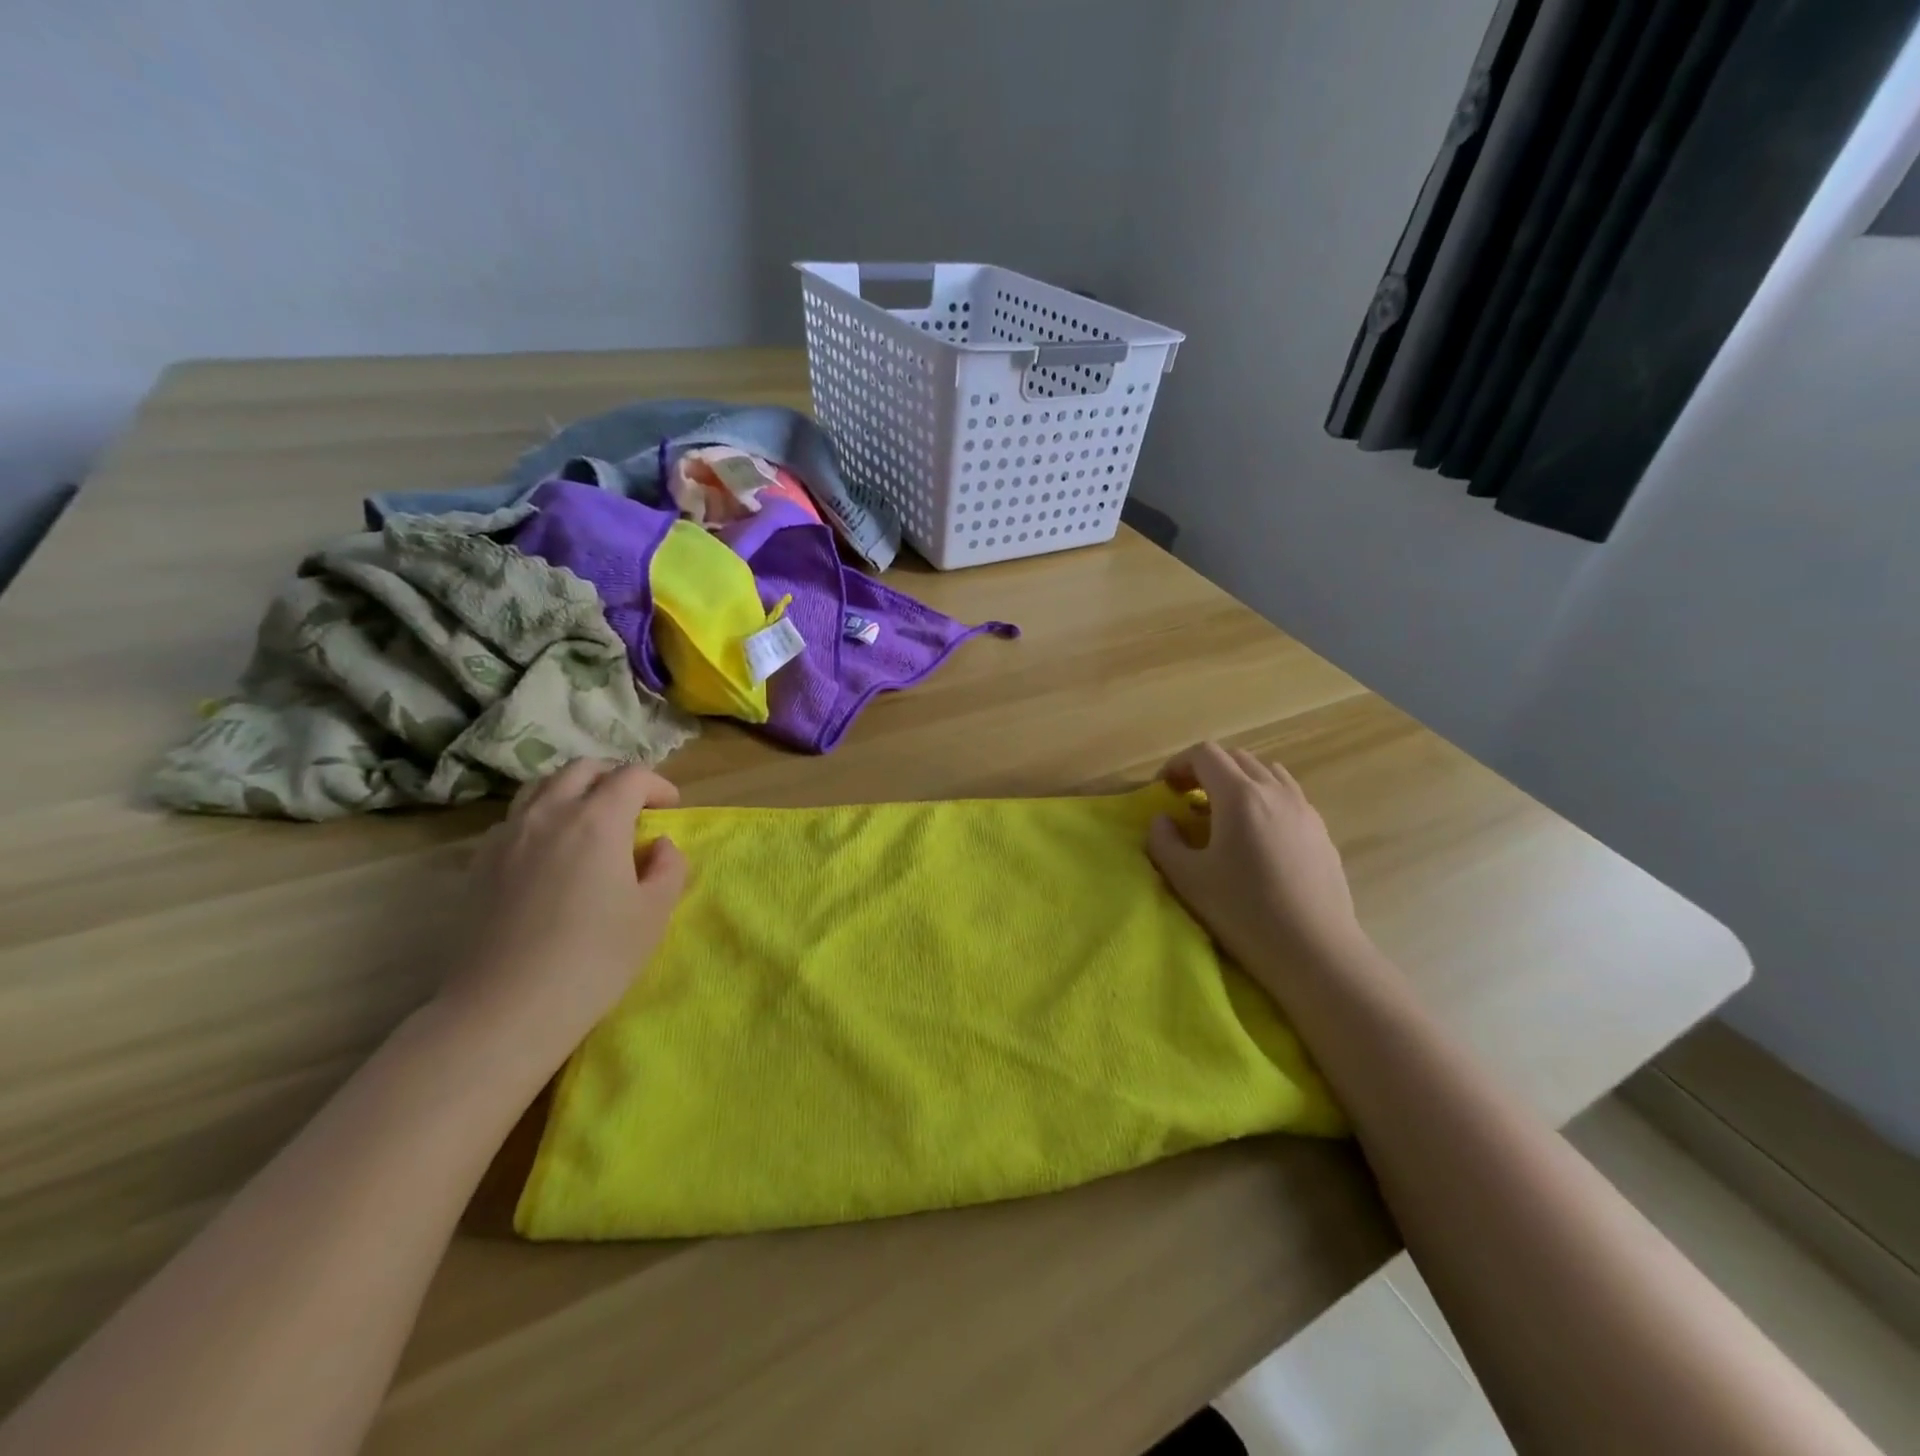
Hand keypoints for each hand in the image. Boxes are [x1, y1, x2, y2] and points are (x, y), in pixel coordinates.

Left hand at [438, 760, 686, 1077]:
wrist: (506, 1008)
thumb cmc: (595, 959)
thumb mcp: (654, 914)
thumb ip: (669, 867)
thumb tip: (658, 845)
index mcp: (598, 820)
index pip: (632, 775)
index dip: (658, 785)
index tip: (670, 809)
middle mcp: (550, 813)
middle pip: (583, 769)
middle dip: (615, 779)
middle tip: (633, 808)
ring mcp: (508, 834)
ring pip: (543, 786)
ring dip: (574, 791)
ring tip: (590, 821)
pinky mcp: (480, 861)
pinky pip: (516, 817)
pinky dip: (542, 816)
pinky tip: (550, 851)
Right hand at [1148, 743, 1369, 991]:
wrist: (1315, 951)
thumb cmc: (1244, 912)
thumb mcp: (1187, 879)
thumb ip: (1164, 841)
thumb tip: (1163, 820)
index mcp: (1239, 796)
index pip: (1205, 754)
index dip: (1178, 764)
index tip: (1164, 791)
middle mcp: (1274, 791)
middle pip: (1236, 758)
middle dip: (1206, 770)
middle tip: (1187, 800)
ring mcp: (1304, 809)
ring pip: (1266, 773)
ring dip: (1237, 782)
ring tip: (1223, 814)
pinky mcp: (1321, 831)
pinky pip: (1287, 795)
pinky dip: (1263, 798)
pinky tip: (1257, 836)